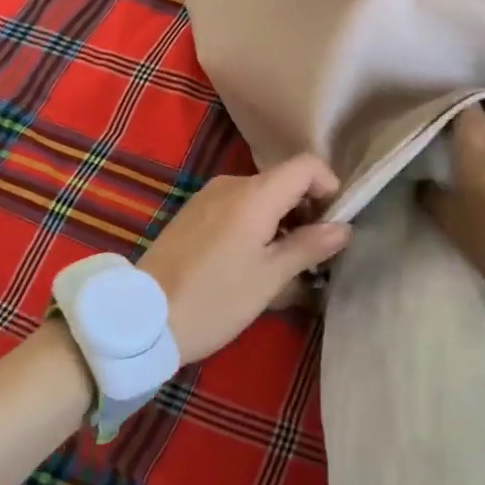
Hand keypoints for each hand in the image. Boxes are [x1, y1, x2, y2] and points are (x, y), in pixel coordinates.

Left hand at [138, 154, 352, 364]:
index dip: (329, 186)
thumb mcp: (270, 278)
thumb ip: (309, 246)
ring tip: (283, 266)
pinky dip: (255, 225)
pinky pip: (237, 208)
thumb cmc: (215, 299)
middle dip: (306, 210)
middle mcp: (231, 184)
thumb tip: (343, 228)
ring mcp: (207, 197)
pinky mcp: (192, 214)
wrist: (141, 319)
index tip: (334, 223)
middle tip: (313, 253)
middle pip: (283, 181)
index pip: (306, 165)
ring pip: (260, 197)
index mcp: (255, 194)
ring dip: (281, 222)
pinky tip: (250, 263)